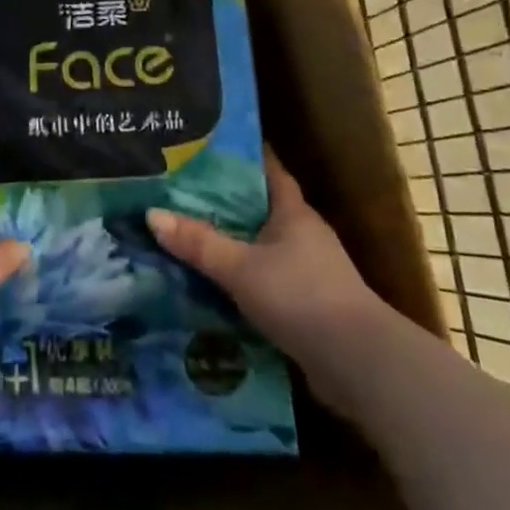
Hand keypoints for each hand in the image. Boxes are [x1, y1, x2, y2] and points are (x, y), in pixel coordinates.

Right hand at [147, 152, 388, 412]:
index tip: (206, 146)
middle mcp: (302, 234)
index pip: (268, 169)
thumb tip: (151, 213)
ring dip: (229, 243)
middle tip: (177, 191)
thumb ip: (198, 243)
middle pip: (258, 208)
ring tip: (183, 236)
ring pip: (259, 245)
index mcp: (293, 212)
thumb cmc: (301, 297)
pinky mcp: (305, 304)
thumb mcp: (241, 267)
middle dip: (222, 201)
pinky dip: (238, 278)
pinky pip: (262, 279)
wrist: (358, 363)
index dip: (241, 156)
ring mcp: (307, 270)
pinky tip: (208, 284)